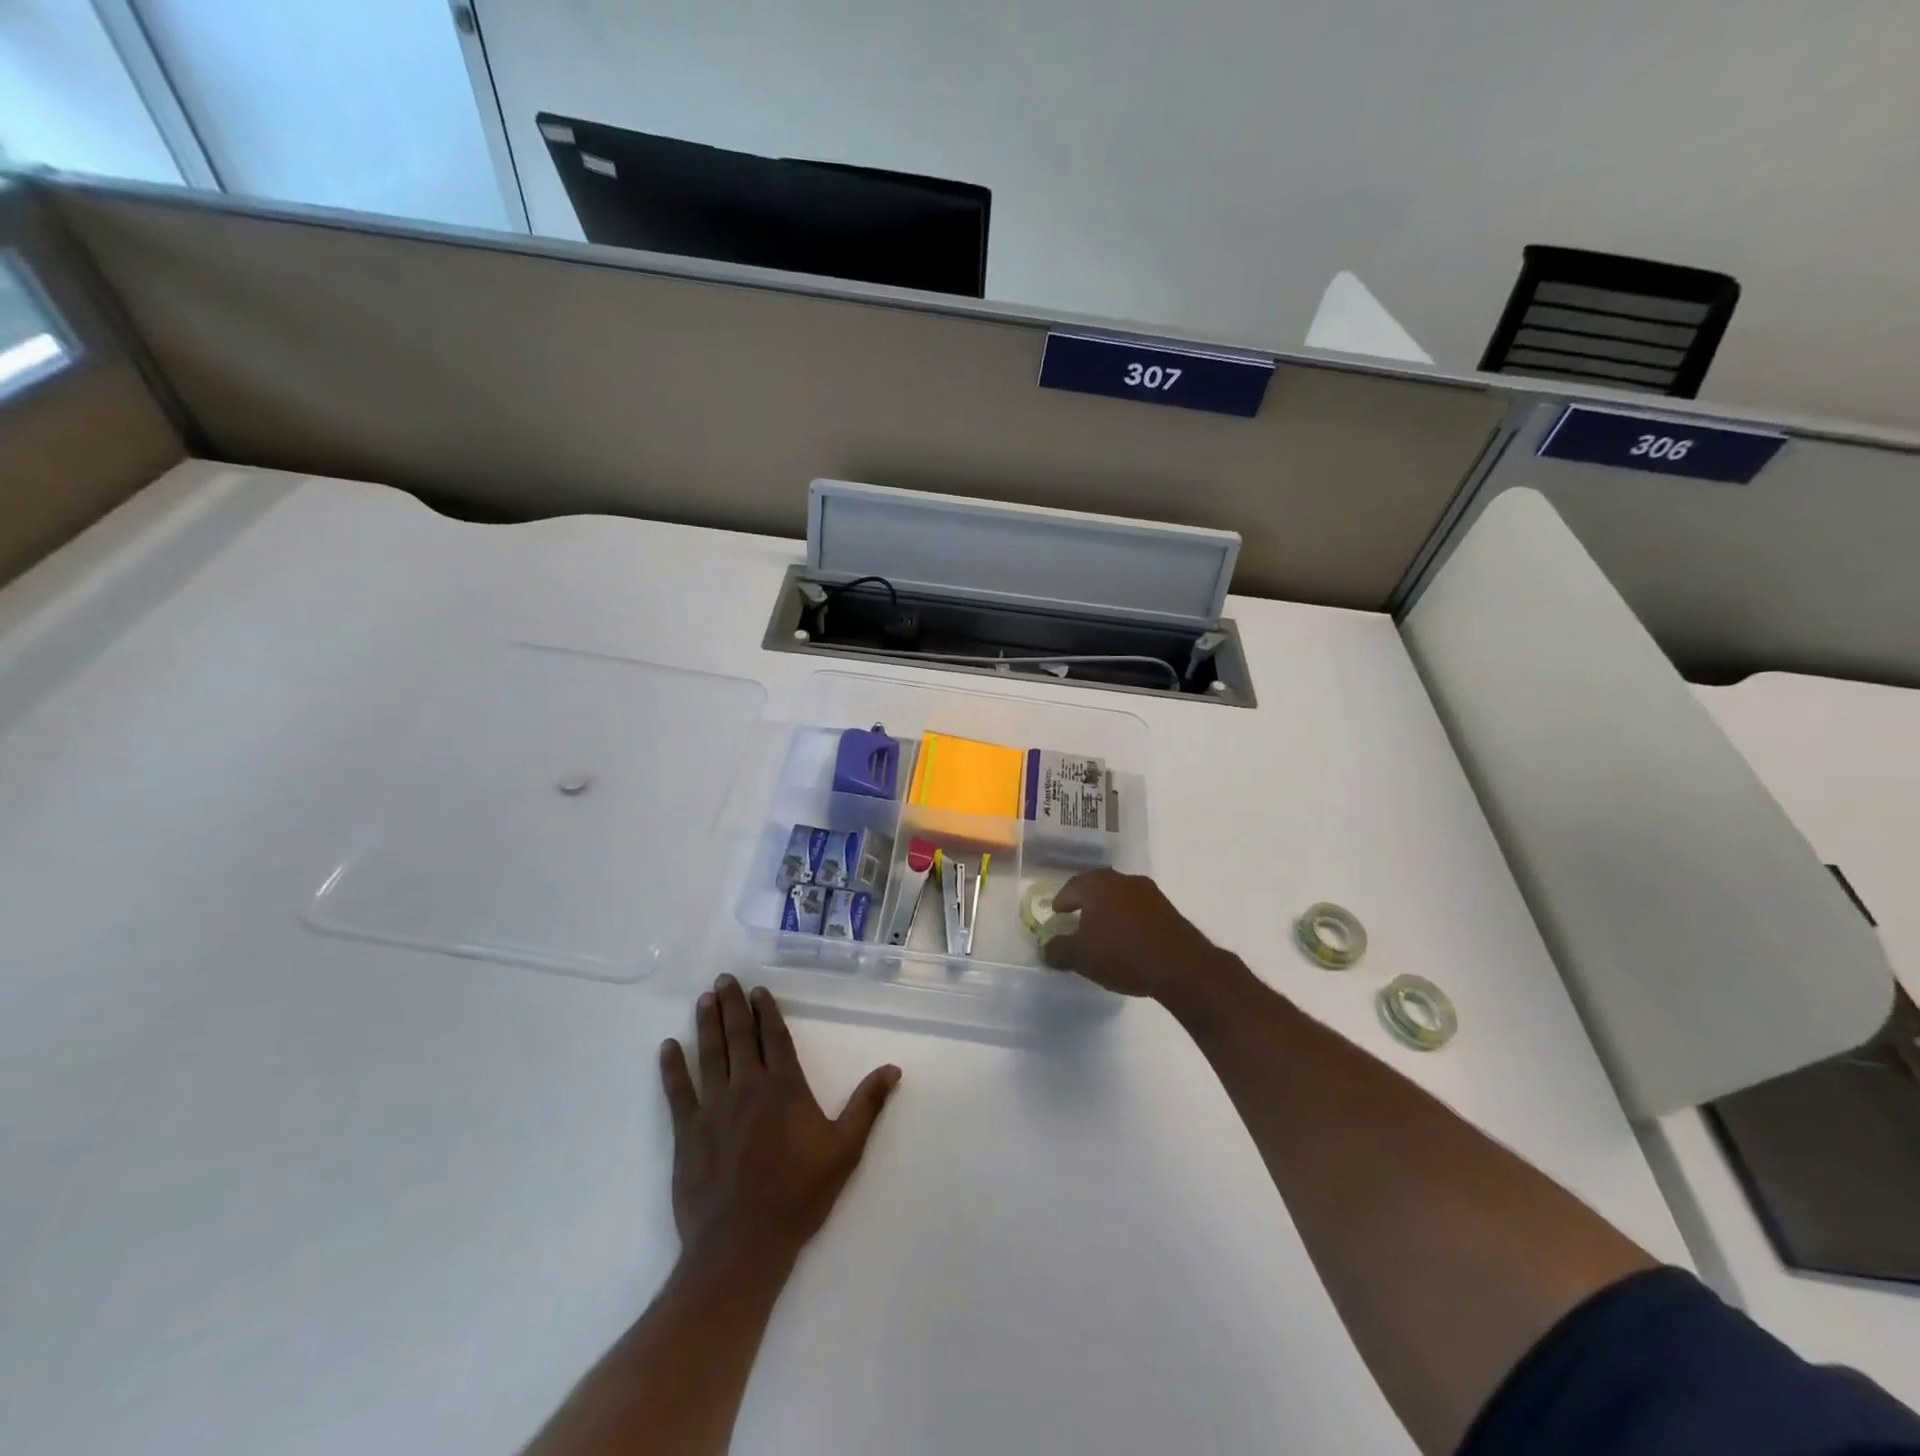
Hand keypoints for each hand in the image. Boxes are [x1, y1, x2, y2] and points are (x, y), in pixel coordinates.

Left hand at [659, 975, 900, 1273]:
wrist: (742, 1245)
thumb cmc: (799, 1196)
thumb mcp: (845, 1150)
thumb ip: (867, 1105)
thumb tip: (893, 1068)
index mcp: (784, 1087)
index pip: (775, 1037)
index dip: (766, 1011)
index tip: (757, 989)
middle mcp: (747, 1087)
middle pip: (739, 1036)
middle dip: (732, 1005)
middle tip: (723, 979)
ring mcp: (714, 1108)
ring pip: (710, 1055)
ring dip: (707, 1024)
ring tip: (704, 999)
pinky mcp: (687, 1132)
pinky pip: (678, 1091)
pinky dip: (672, 1067)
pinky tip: (667, 1046)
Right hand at [1042, 870, 1241, 1011]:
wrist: (1179, 965)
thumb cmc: (1120, 953)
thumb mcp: (1080, 956)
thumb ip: (1057, 950)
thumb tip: (1045, 948)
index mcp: (1096, 884)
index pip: (1071, 888)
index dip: (1061, 902)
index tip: (1056, 914)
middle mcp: (1122, 880)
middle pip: (1096, 888)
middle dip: (1085, 903)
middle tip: (1077, 919)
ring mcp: (1148, 892)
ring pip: (1119, 897)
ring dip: (1109, 911)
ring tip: (1102, 932)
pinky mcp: (1167, 909)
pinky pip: (1138, 910)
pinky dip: (1128, 920)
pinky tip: (1127, 939)